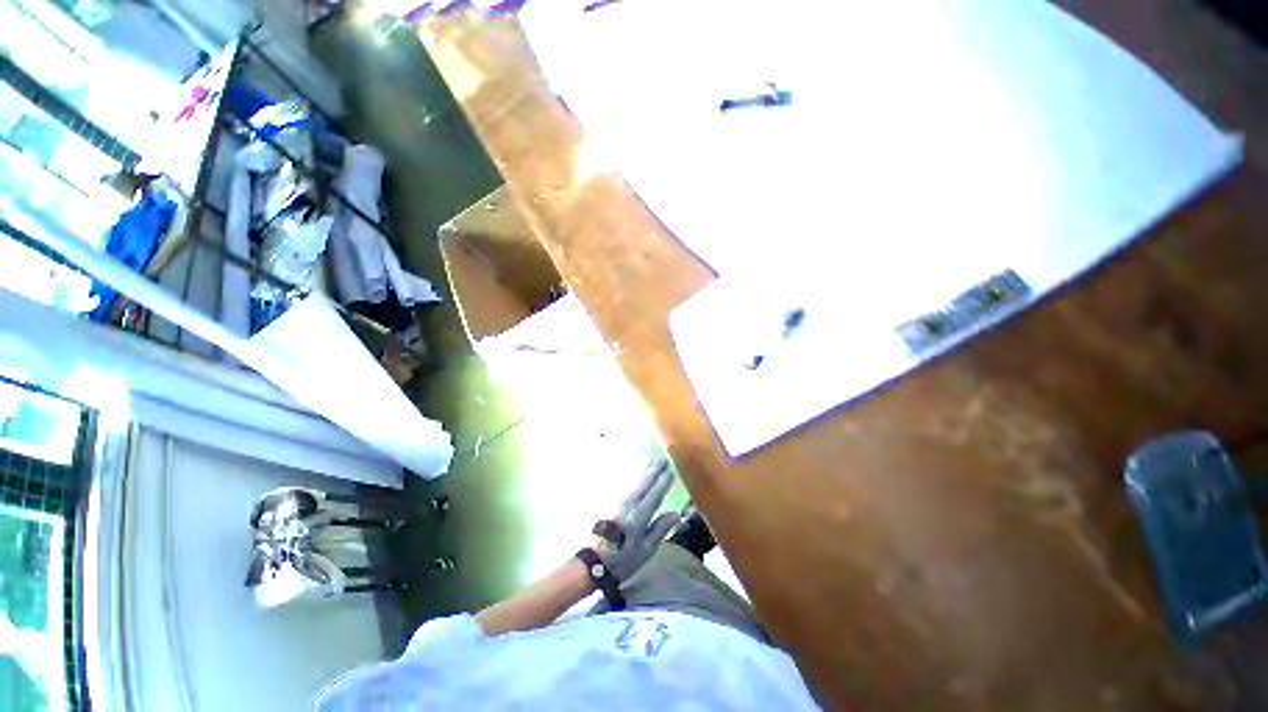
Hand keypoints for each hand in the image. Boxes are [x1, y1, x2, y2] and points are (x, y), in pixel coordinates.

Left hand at [595, 460, 681, 581]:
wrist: (594, 563)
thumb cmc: (623, 559)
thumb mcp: (646, 550)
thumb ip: (661, 529)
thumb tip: (676, 513)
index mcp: (639, 517)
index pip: (655, 495)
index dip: (663, 482)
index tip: (671, 470)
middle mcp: (628, 505)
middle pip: (644, 483)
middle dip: (654, 470)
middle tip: (663, 459)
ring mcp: (618, 502)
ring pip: (634, 482)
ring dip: (644, 471)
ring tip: (652, 461)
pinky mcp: (611, 502)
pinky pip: (627, 485)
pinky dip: (635, 477)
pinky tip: (638, 473)